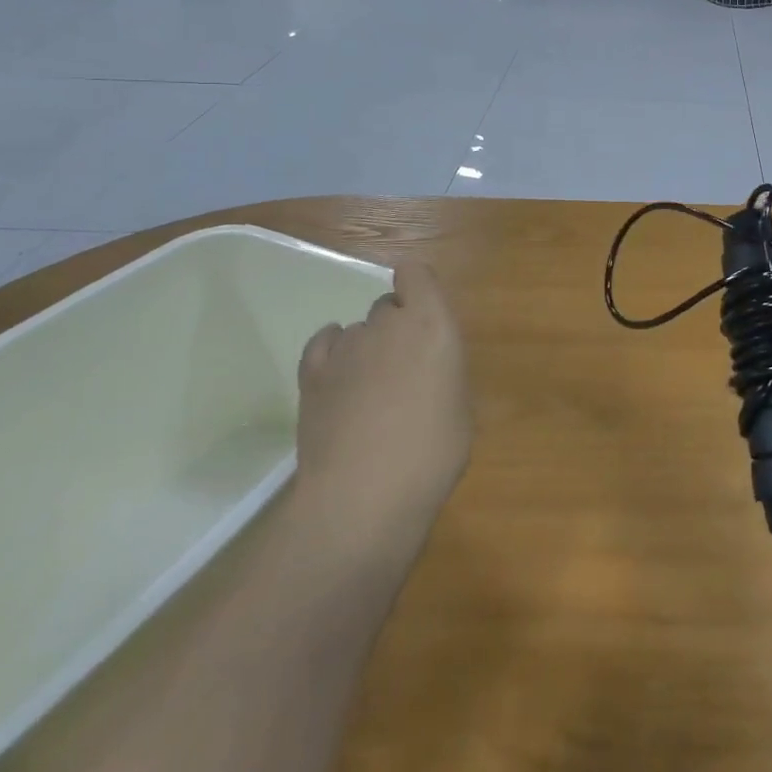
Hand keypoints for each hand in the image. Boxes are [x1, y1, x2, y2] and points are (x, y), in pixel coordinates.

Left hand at [294, 263, 471, 561]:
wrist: (363, 496)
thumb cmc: (432, 453)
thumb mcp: (461, 409)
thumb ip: (444, 373)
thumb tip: (429, 374)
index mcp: (432, 324)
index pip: (417, 274)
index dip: (418, 287)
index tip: (425, 314)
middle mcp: (387, 324)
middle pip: (388, 306)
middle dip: (396, 327)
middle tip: (405, 369)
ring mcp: (345, 348)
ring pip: (358, 330)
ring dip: (366, 349)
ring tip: (370, 391)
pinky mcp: (311, 374)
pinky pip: (324, 343)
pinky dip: (333, 353)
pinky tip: (340, 377)